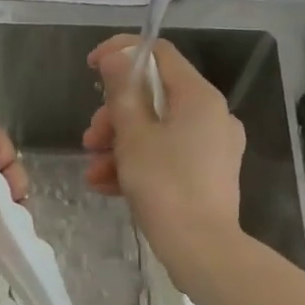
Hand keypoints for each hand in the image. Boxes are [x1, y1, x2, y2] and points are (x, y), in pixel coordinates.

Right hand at [82, 36, 244, 274]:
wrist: (202, 250)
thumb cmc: (165, 185)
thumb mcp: (133, 135)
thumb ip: (122, 91)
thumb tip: (116, 55)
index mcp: (199, 97)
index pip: (160, 54)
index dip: (122, 53)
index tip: (91, 67)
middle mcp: (212, 115)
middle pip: (155, 96)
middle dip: (115, 114)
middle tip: (90, 138)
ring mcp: (213, 146)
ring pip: (158, 129)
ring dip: (120, 144)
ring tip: (93, 170)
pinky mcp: (208, 174)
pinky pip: (168, 155)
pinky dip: (139, 163)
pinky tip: (107, 186)